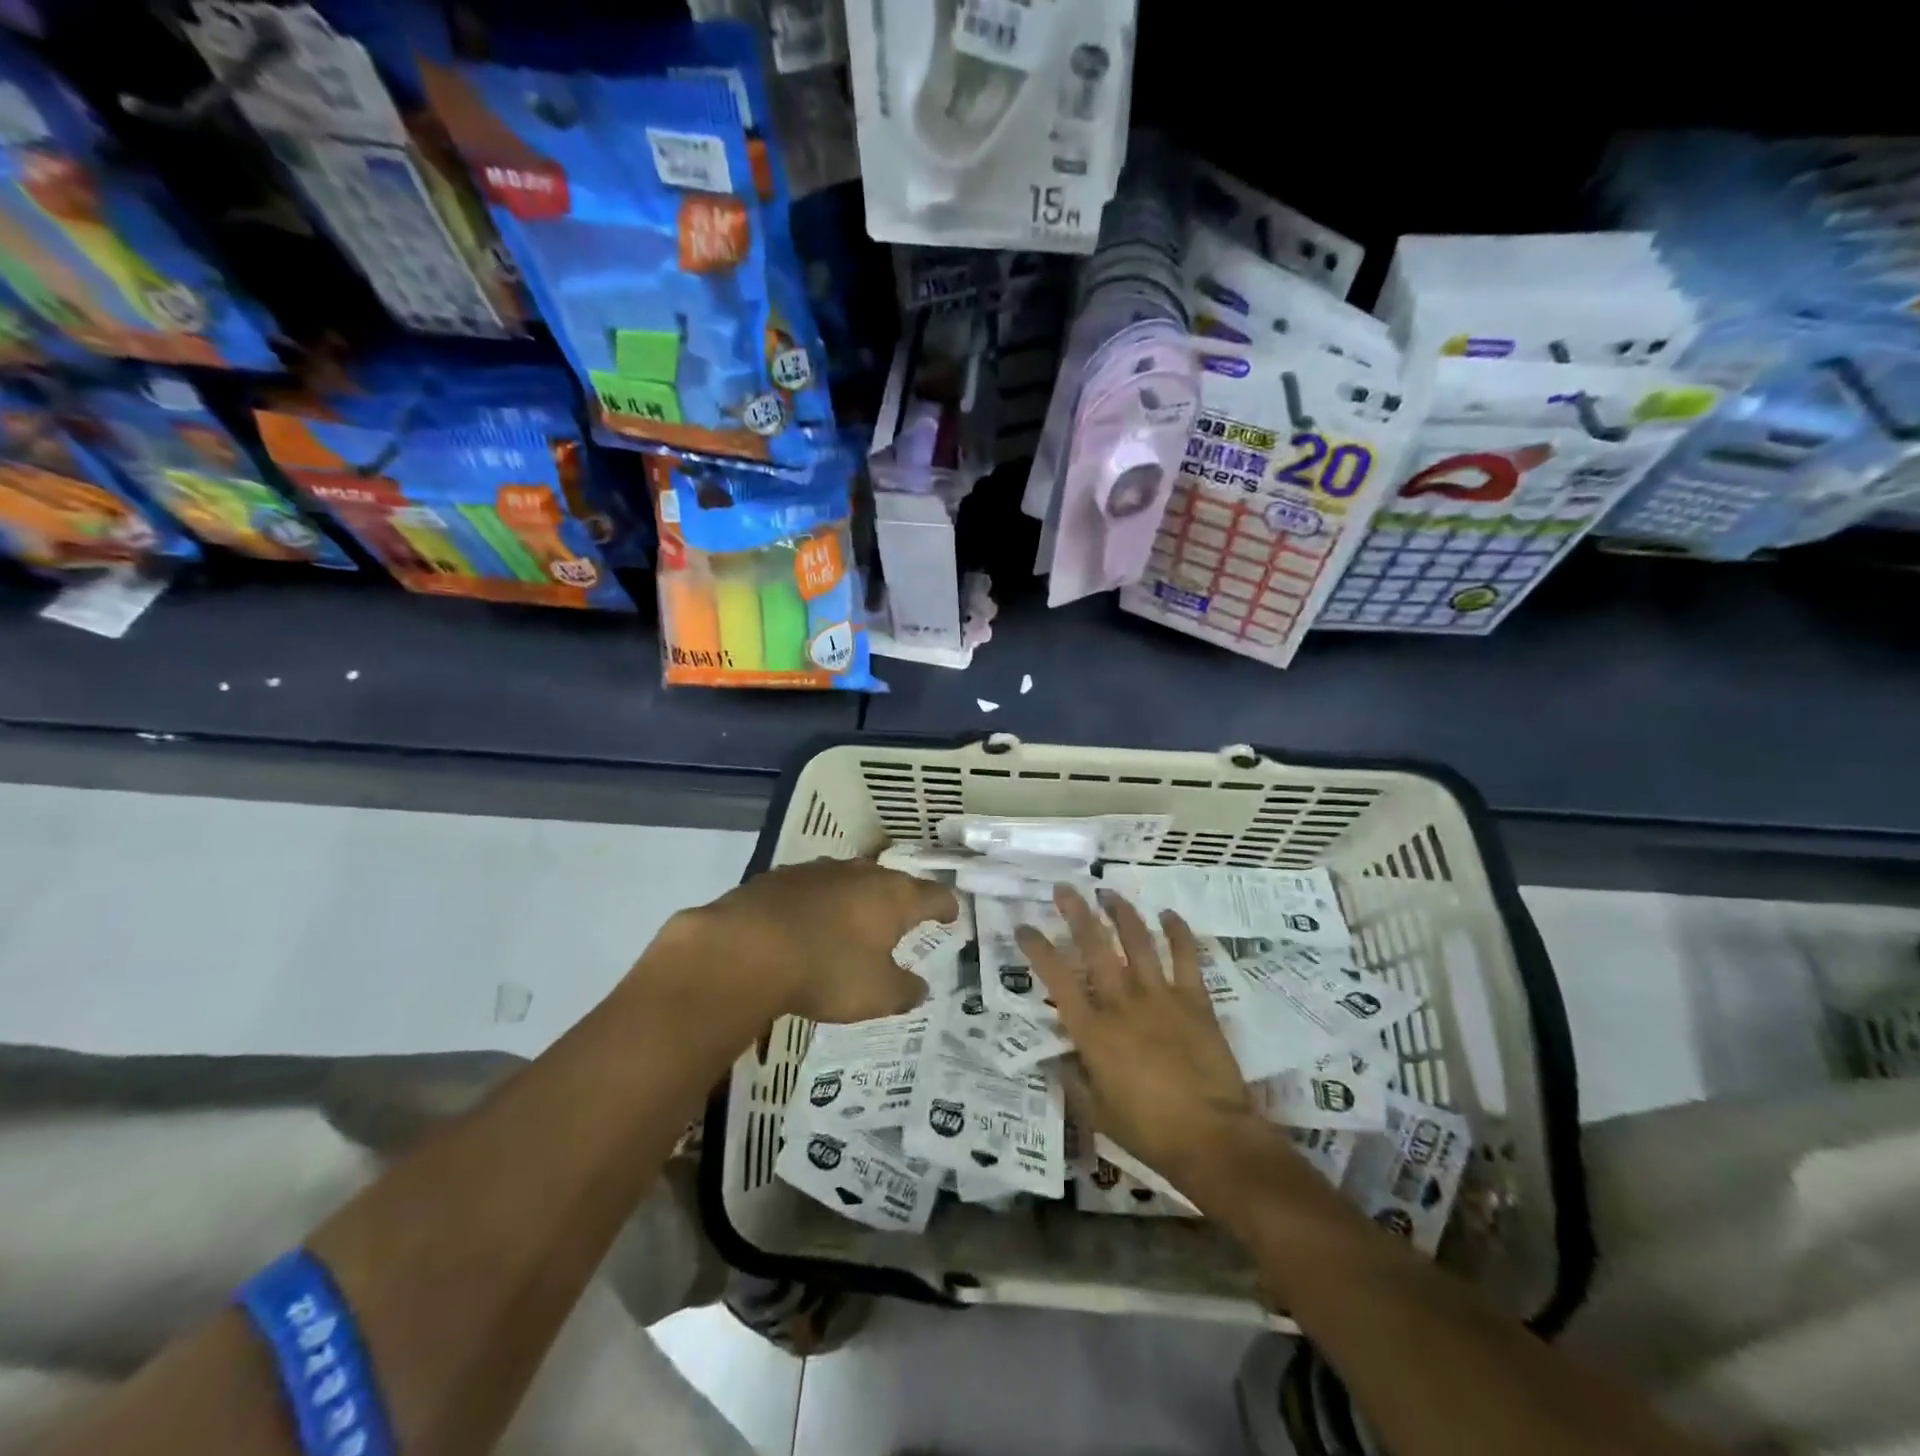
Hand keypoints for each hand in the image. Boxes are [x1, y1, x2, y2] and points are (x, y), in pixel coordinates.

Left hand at [683, 857, 958, 1024]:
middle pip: (891, 881)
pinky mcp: (781, 877)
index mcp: (894, 897)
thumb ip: (904, 990)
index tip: (951, 915)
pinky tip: (808, 923)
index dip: (946, 906)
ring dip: (857, 898)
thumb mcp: (877, 995)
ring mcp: (819, 871)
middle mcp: (861, 874)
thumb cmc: (827, 971)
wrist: (746, 948)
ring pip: (850, 880)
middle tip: (903, 917)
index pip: (934, 895)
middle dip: (900, 899)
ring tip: (855, 920)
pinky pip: (812, 888)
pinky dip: (818, 903)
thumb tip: (920, 988)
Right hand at [1016, 886, 1255, 1190]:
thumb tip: (1056, 1058)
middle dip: (1076, 913)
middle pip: (1094, 946)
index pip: (1056, 979)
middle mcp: (1121, 1003)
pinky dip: (1178, 933)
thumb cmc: (1149, 1132)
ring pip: (1137, 941)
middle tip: (1064, 889)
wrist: (1212, 1138)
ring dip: (1121, 912)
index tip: (1024, 927)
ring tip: (1108, 892)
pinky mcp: (1195, 1000)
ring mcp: (1160, 997)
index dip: (1037, 949)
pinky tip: (1168, 915)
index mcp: (1093, 1031)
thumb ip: (1073, 1080)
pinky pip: (1186, 957)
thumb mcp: (1097, 1114)